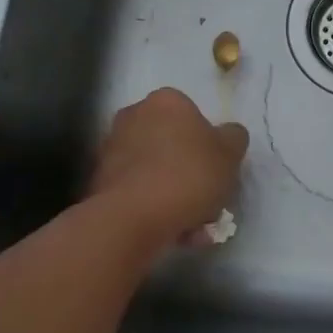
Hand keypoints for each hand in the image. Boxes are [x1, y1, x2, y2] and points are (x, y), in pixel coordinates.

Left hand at [88, 88, 248, 249]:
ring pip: (154, 170)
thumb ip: (233, 138)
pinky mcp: (98, 182)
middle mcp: (134, 116)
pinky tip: (173, 231)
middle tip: (206, 198)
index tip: (217, 167)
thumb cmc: (188, 175)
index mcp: (166, 101)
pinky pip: (137, 191)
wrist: (133, 218)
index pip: (192, 114)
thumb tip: (227, 135)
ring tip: (193, 225)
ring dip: (173, 192)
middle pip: (171, 142)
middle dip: (188, 169)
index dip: (208, 142)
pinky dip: (154, 207)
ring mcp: (111, 149)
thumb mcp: (231, 153)